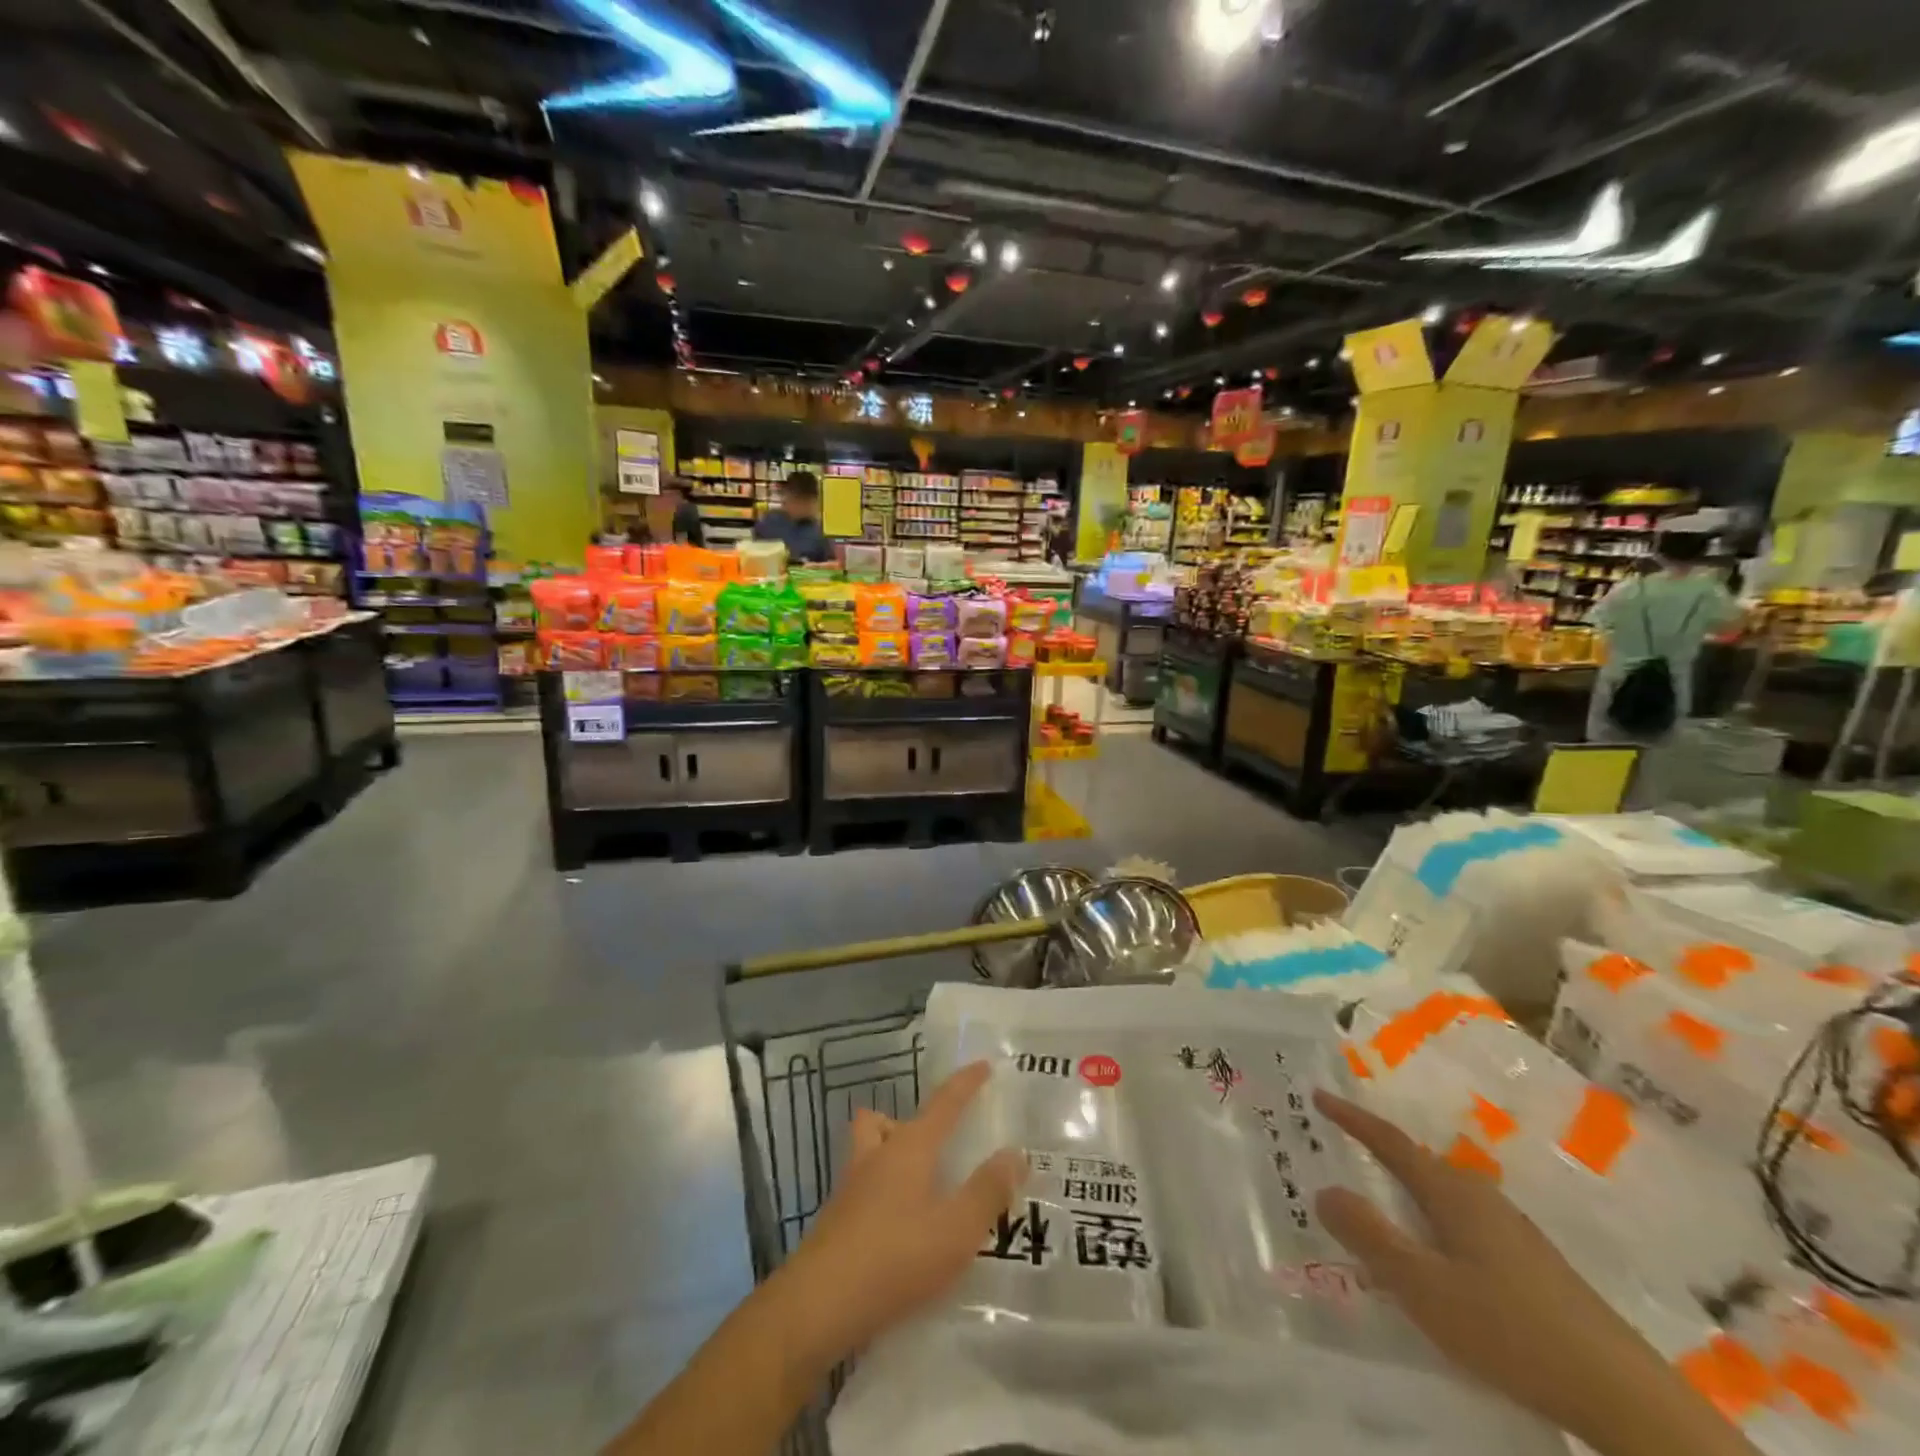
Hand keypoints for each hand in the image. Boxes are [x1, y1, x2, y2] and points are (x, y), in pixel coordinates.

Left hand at [779, 1061, 1025, 1366]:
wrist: (819, 1305)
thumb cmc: (895, 1257)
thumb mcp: (956, 1230)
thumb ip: (988, 1191)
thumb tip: (1015, 1153)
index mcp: (909, 1148)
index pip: (943, 1103)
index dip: (965, 1083)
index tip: (982, 1065)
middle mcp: (876, 1157)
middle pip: (884, 1121)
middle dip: (907, 1123)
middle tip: (935, 1145)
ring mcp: (850, 1189)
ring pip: (866, 1152)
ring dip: (887, 1156)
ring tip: (918, 1187)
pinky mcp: (835, 1222)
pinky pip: (861, 1190)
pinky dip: (880, 1196)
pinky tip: (897, 1229)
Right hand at [1312, 1090, 1754, 1455]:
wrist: (1625, 1398)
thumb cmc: (1511, 1331)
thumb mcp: (1424, 1287)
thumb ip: (1370, 1237)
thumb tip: (1324, 1189)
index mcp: (1451, 1193)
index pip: (1390, 1141)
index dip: (1351, 1118)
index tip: (1318, 1095)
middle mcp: (1481, 1199)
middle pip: (1417, 1164)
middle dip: (1376, 1154)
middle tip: (1339, 1152)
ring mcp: (1512, 1232)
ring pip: (1442, 1197)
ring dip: (1405, 1194)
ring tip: (1377, 1209)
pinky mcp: (1533, 1267)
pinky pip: (1462, 1225)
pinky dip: (1431, 1224)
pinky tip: (1434, 1260)